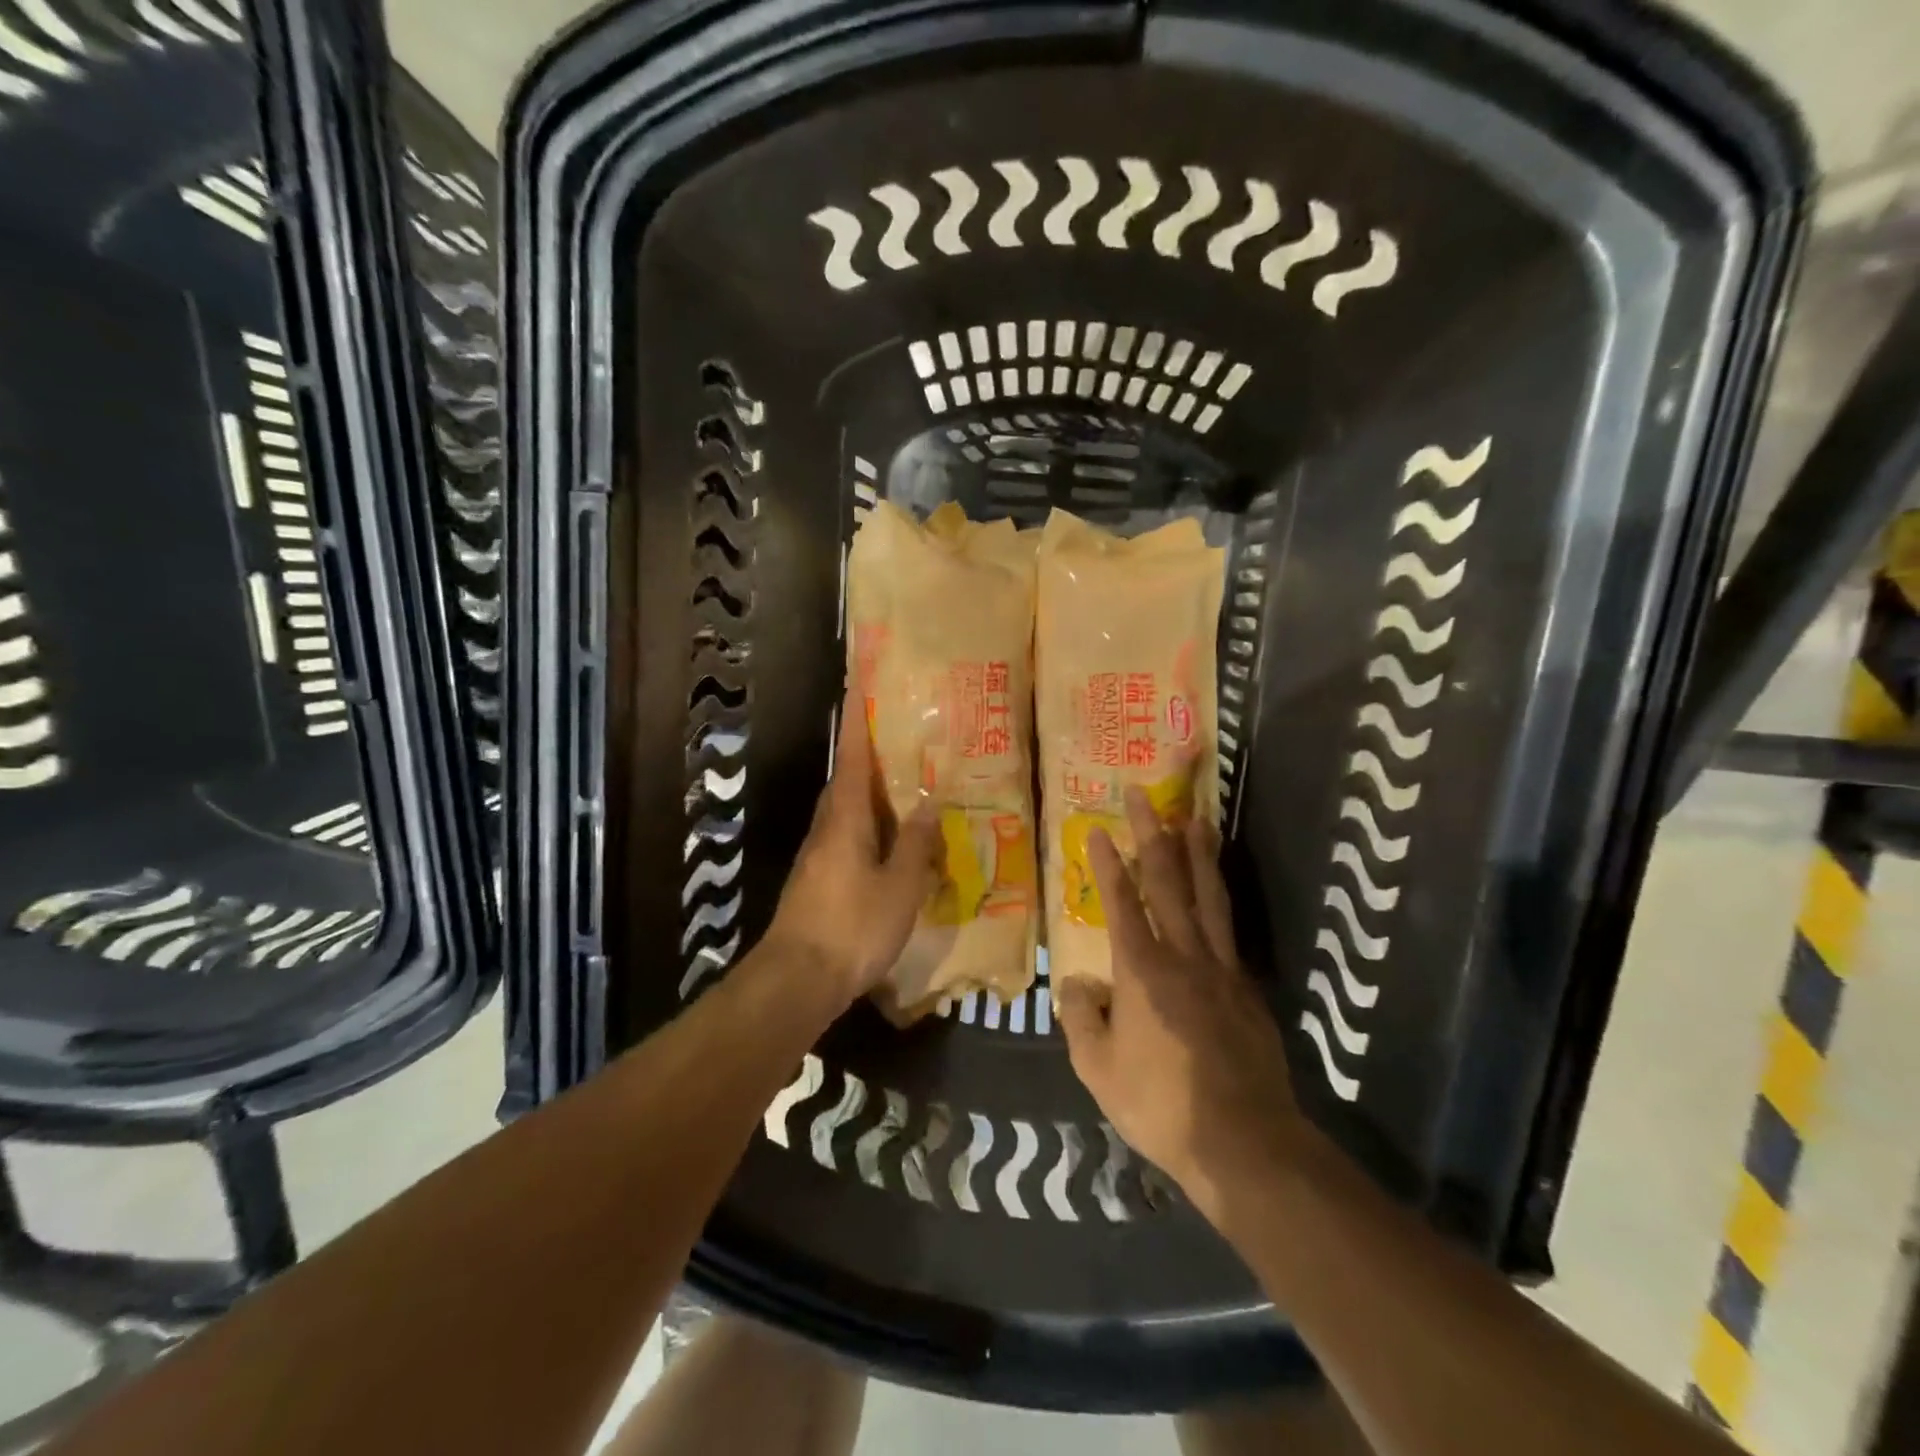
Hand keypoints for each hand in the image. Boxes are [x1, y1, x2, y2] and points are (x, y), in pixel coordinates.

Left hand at [764, 697, 941, 1008]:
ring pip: (847, 809)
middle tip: (901, 735)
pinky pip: (848, 836)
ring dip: (871, 791)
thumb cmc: (853, 927)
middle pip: (846, 779)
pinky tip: (893, 840)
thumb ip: (916, 844)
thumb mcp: (900, 887)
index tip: (860, 686)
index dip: (857, 721)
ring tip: (906, 783)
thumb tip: (929, 804)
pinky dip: (870, 825)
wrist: (797, 979)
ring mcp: (819, 854)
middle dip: (868, 754)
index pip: (851, 757)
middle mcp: (827, 827)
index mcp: (845, 818)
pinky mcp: (819, 878)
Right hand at [1055, 788, 1311, 1225]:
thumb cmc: (1161, 1104)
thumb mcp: (1098, 1069)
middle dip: (1153, 834)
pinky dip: (1220, 900)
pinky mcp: (1248, 989)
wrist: (1245, 1141)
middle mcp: (1183, 955)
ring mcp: (1222, 969)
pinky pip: (1229, 931)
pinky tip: (1217, 893)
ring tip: (1196, 817)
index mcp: (1141, 970)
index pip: (1121, 903)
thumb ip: (1082, 1019)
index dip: (1107, 863)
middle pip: (1168, 882)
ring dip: (1199, 853)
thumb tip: (1079, 983)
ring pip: (1208, 897)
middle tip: (1144, 795)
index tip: (1096, 828)